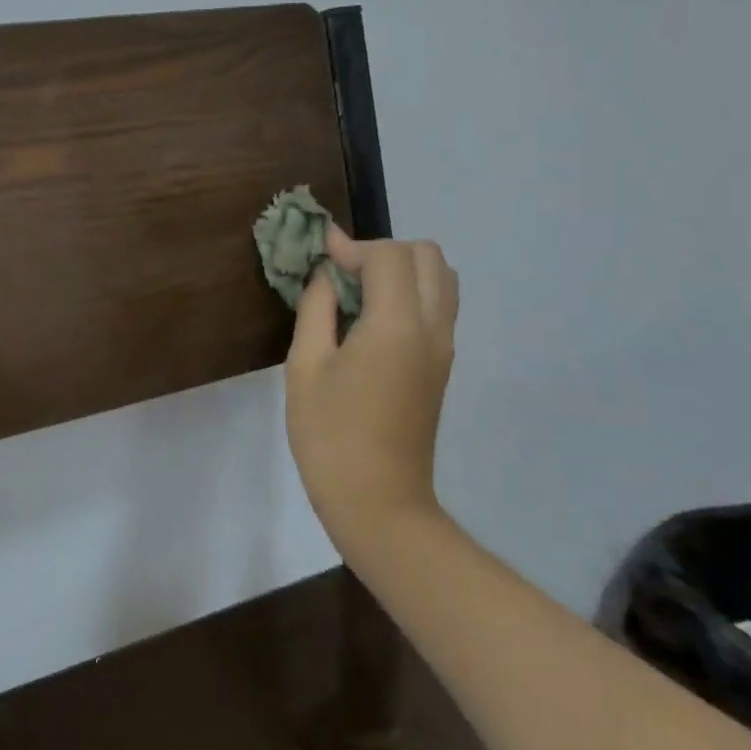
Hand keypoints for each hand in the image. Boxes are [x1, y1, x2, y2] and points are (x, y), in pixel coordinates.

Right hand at [285, 233, 458, 557]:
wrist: (379, 504)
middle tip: (341, 274)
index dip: (351, 245)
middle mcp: (432, 328)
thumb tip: (325, 274)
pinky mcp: (441, 366)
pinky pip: (438, 306)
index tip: (318, 254)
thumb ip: (317, 308)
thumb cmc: (330, 435)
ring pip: (441, 279)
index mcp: (397, 325)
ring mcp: (444, 348)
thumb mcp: (306, 366)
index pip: (389, 255)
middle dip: (382, 251)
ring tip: (357, 294)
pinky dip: (409, 293)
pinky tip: (370, 319)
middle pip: (428, 256)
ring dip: (401, 270)